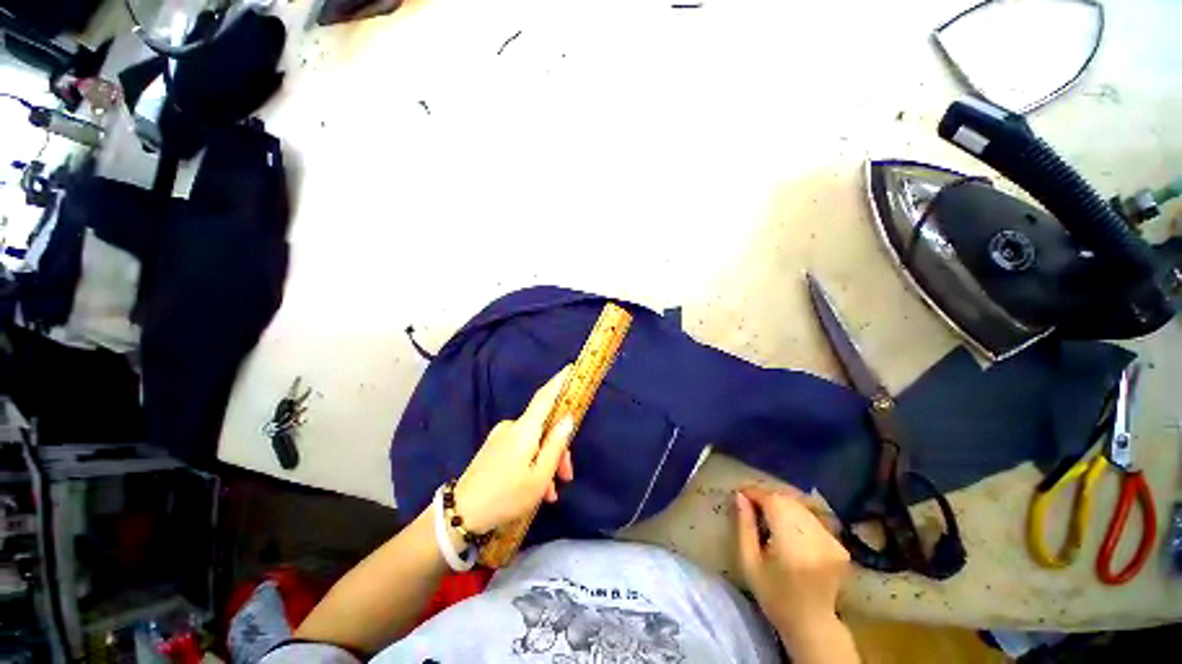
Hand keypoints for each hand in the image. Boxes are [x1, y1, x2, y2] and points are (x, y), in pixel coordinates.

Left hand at [453, 367, 575, 533]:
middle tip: (566, 477)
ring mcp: (501, 437)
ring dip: (546, 462)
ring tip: (550, 493)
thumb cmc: (506, 496)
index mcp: (524, 429)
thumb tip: (568, 418)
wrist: (460, 515)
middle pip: (543, 426)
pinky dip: (532, 463)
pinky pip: (521, 449)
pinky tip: (536, 489)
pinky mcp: (494, 448)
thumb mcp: (539, 476)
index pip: (545, 396)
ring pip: (534, 441)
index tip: (571, 367)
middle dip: (558, 448)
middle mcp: (512, 426)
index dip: (559, 381)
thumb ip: (556, 445)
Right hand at [735, 486, 850, 641]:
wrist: (812, 623)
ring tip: (766, 511)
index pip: (773, 502)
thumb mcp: (749, 562)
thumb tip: (740, 496)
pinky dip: (797, 515)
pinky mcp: (838, 544)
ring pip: (801, 507)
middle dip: (767, 497)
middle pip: (788, 501)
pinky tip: (787, 525)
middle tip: (751, 501)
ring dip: (782, 504)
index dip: (755, 493)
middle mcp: (816, 537)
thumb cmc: (774, 595)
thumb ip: (745, 526)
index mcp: (792, 544)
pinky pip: (812, 518)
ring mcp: (831, 540)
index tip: (741, 493)